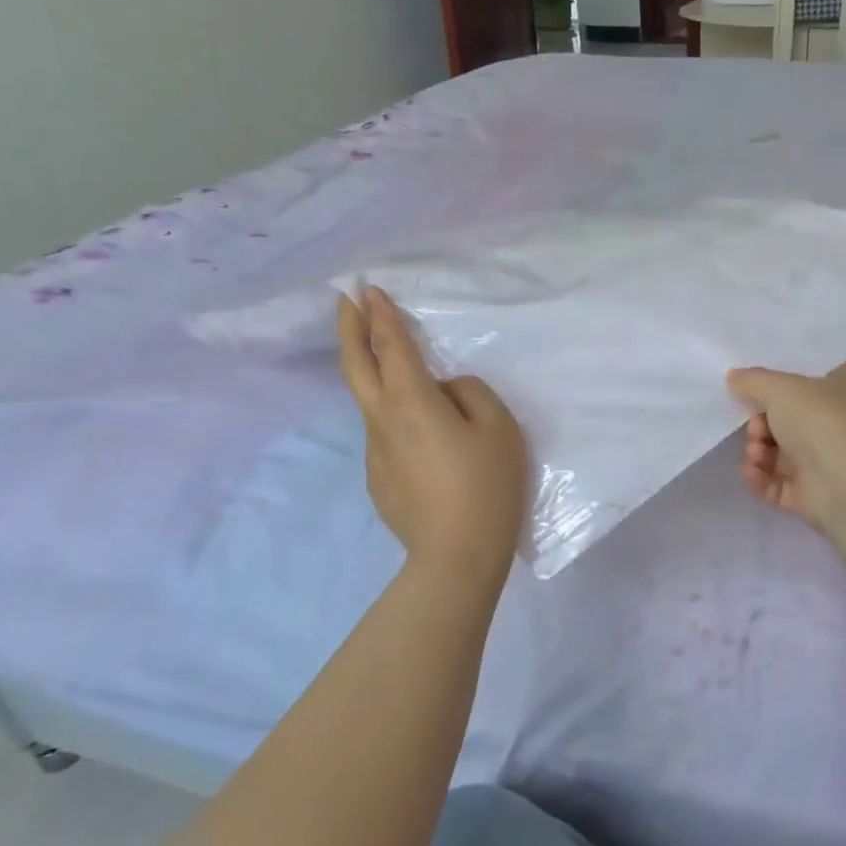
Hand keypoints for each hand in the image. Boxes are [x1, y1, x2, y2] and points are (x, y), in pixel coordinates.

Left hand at [338, 287, 528, 581]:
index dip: (379, 315)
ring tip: (394, 367)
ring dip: (373, 375)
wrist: (457, 556)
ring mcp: (374, 454)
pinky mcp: (378, 480)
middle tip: (346, 302)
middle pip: (356, 366)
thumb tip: (445, 390)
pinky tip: (423, 440)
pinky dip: (395, 419)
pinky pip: (387, 436)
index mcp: (412, 402)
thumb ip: (471, 393)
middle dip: (350, 329)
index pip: (390, 346)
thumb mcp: (499, 428)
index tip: (367, 289)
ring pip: (371, 403)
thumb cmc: (486, 486)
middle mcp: (383, 421)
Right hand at [726, 365, 845, 537]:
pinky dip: (759, 479)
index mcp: (833, 395)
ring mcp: (819, 464)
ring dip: (756, 453)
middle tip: (756, 431)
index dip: (770, 395)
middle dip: (758, 427)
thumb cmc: (818, 422)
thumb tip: (733, 376)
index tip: (748, 398)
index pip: (797, 391)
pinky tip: (752, 473)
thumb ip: (753, 381)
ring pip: (774, 456)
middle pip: (780, 425)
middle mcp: (829, 428)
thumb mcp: (780, 388)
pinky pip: (774, 485)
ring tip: (756, 456)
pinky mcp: (808, 496)